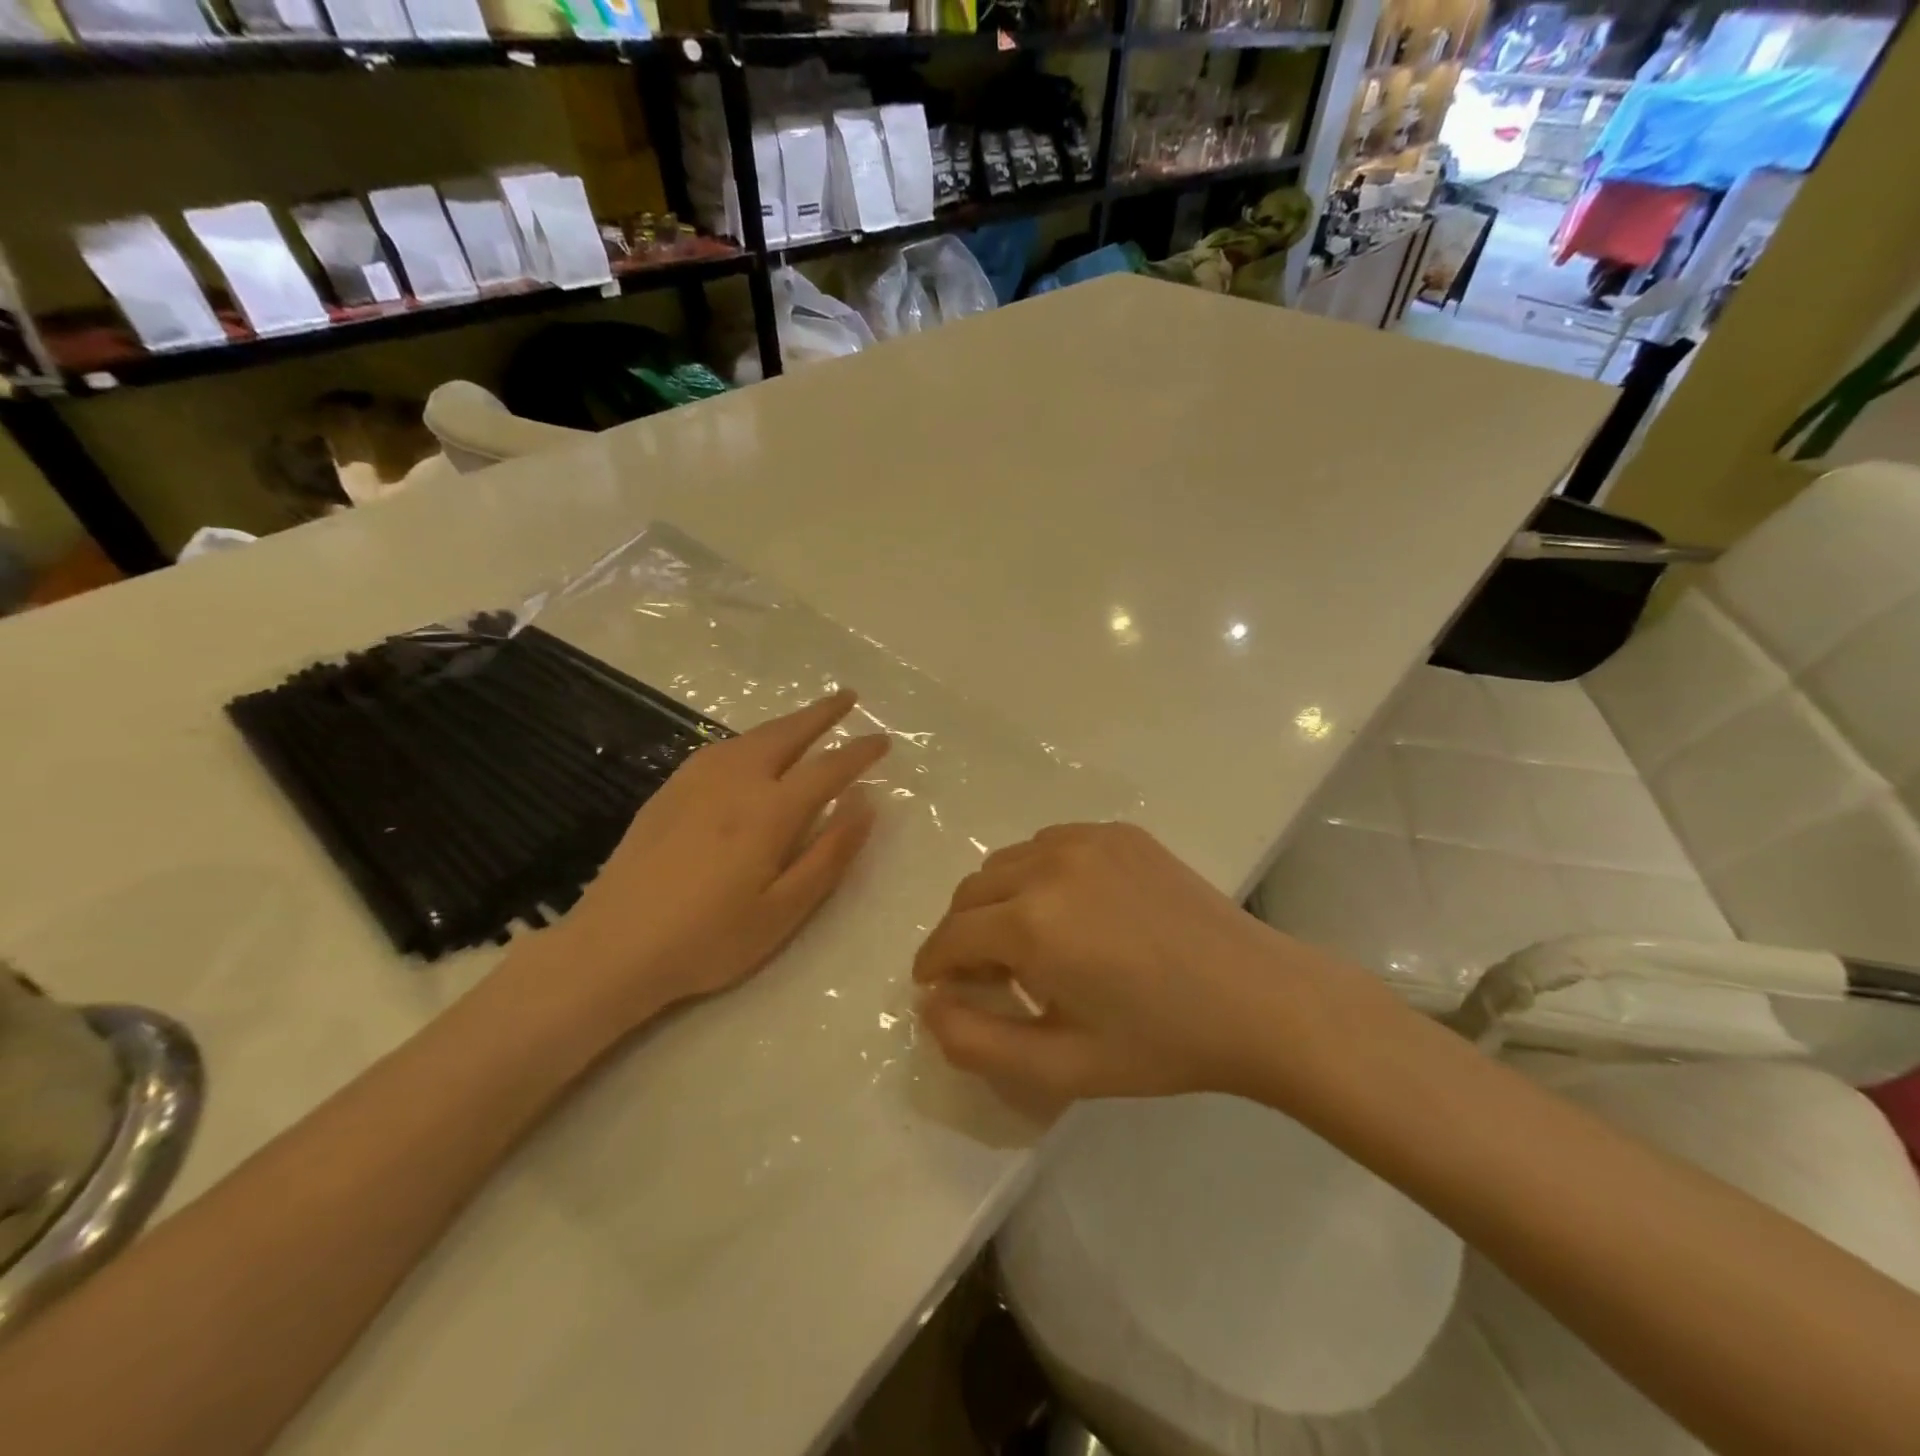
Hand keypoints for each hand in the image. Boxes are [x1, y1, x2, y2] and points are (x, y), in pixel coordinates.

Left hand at [508, 689, 888, 1036]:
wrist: (613, 948)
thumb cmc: (709, 939)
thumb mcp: (784, 910)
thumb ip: (829, 853)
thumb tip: (864, 802)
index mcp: (770, 811)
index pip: (828, 768)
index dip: (860, 752)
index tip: (884, 740)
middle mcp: (736, 781)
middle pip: (788, 734)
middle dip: (823, 713)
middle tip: (849, 697)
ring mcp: (696, 781)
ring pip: (752, 736)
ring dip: (787, 722)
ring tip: (808, 718)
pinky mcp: (669, 791)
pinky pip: (721, 748)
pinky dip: (751, 737)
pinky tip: (750, 748)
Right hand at [913, 822, 1361, 1116]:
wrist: (1259, 999)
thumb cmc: (1161, 1042)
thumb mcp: (1062, 1066)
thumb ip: (977, 1042)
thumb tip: (928, 1005)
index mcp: (1032, 923)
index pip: (951, 936)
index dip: (934, 965)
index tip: (938, 988)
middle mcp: (1049, 864)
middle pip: (971, 892)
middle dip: (964, 933)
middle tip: (989, 975)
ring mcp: (1087, 839)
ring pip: (1007, 862)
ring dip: (999, 900)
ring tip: (1032, 942)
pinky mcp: (1118, 832)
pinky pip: (1049, 845)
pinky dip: (1038, 874)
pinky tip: (1073, 910)